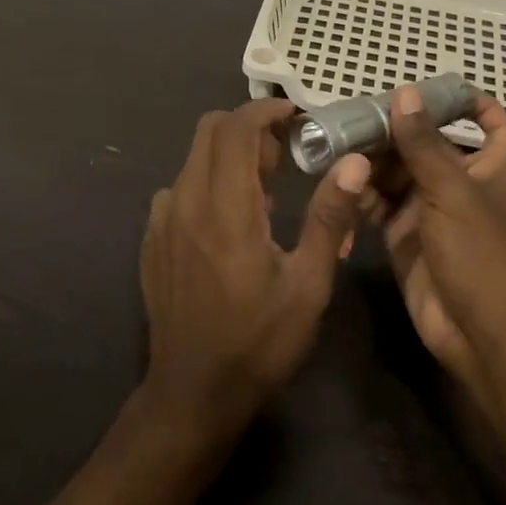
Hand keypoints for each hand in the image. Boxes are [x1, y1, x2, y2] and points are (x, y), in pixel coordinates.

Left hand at [139, 99, 370, 441]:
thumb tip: (354, 163)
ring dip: (228, 157)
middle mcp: (186, 202)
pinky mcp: (151, 239)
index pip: (235, 128)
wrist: (192, 394)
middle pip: (209, 131)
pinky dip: (207, 183)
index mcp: (226, 209)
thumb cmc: (259, 342)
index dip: (264, 110)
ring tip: (263, 193)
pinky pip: (179, 188)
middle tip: (284, 157)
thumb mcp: (308, 285)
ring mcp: (162, 220)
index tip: (294, 116)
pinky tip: (229, 222)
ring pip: (193, 158)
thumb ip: (330, 217)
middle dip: (248, 128)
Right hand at [367, 87, 505, 392]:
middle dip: (397, 131)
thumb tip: (405, 93)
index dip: (477, 105)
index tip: (440, 89)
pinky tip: (339, 182)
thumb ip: (424, 143)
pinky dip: (362, 194)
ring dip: (373, 161)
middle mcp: (462, 184)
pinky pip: (380, 205)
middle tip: (355, 115)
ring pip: (399, 173)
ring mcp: (431, 211)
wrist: (478, 333)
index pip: (496, 125)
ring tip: (337, 145)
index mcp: (491, 167)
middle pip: (429, 145)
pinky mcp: (405, 236)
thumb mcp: (452, 190)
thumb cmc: (480, 253)